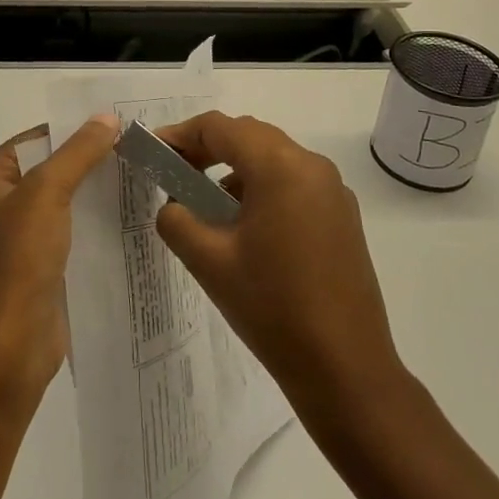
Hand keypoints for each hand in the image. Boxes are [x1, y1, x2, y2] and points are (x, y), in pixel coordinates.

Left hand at [0, 114, 119, 416]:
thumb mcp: (47, 194)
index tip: (116, 126)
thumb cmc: (18, 261)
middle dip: (86, 161)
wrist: (10, 347)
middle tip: (132, 150)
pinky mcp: (34, 264)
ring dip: (91, 192)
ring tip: (135, 177)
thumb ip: (78, 153)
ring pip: (59, 201)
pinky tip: (124, 216)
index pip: (33, 140)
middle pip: (46, 168)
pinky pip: (65, 230)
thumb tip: (106, 118)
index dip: (72, 131)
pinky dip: (90, 221)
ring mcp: (13, 237)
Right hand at [155, 112, 404, 418]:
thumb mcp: (209, 262)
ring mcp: (333, 191)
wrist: (345, 369)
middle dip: (208, 148)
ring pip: (273, 158)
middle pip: (249, 136)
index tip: (154, 152)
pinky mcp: (342, 216)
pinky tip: (245, 225)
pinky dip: (262, 187)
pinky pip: (294, 182)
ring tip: (205, 203)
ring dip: (235, 168)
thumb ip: (177, 219)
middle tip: (174, 172)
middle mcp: (312, 166)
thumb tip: (173, 204)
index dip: (181, 134)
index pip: (220, 128)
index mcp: (280, 167)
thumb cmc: (272, 309)